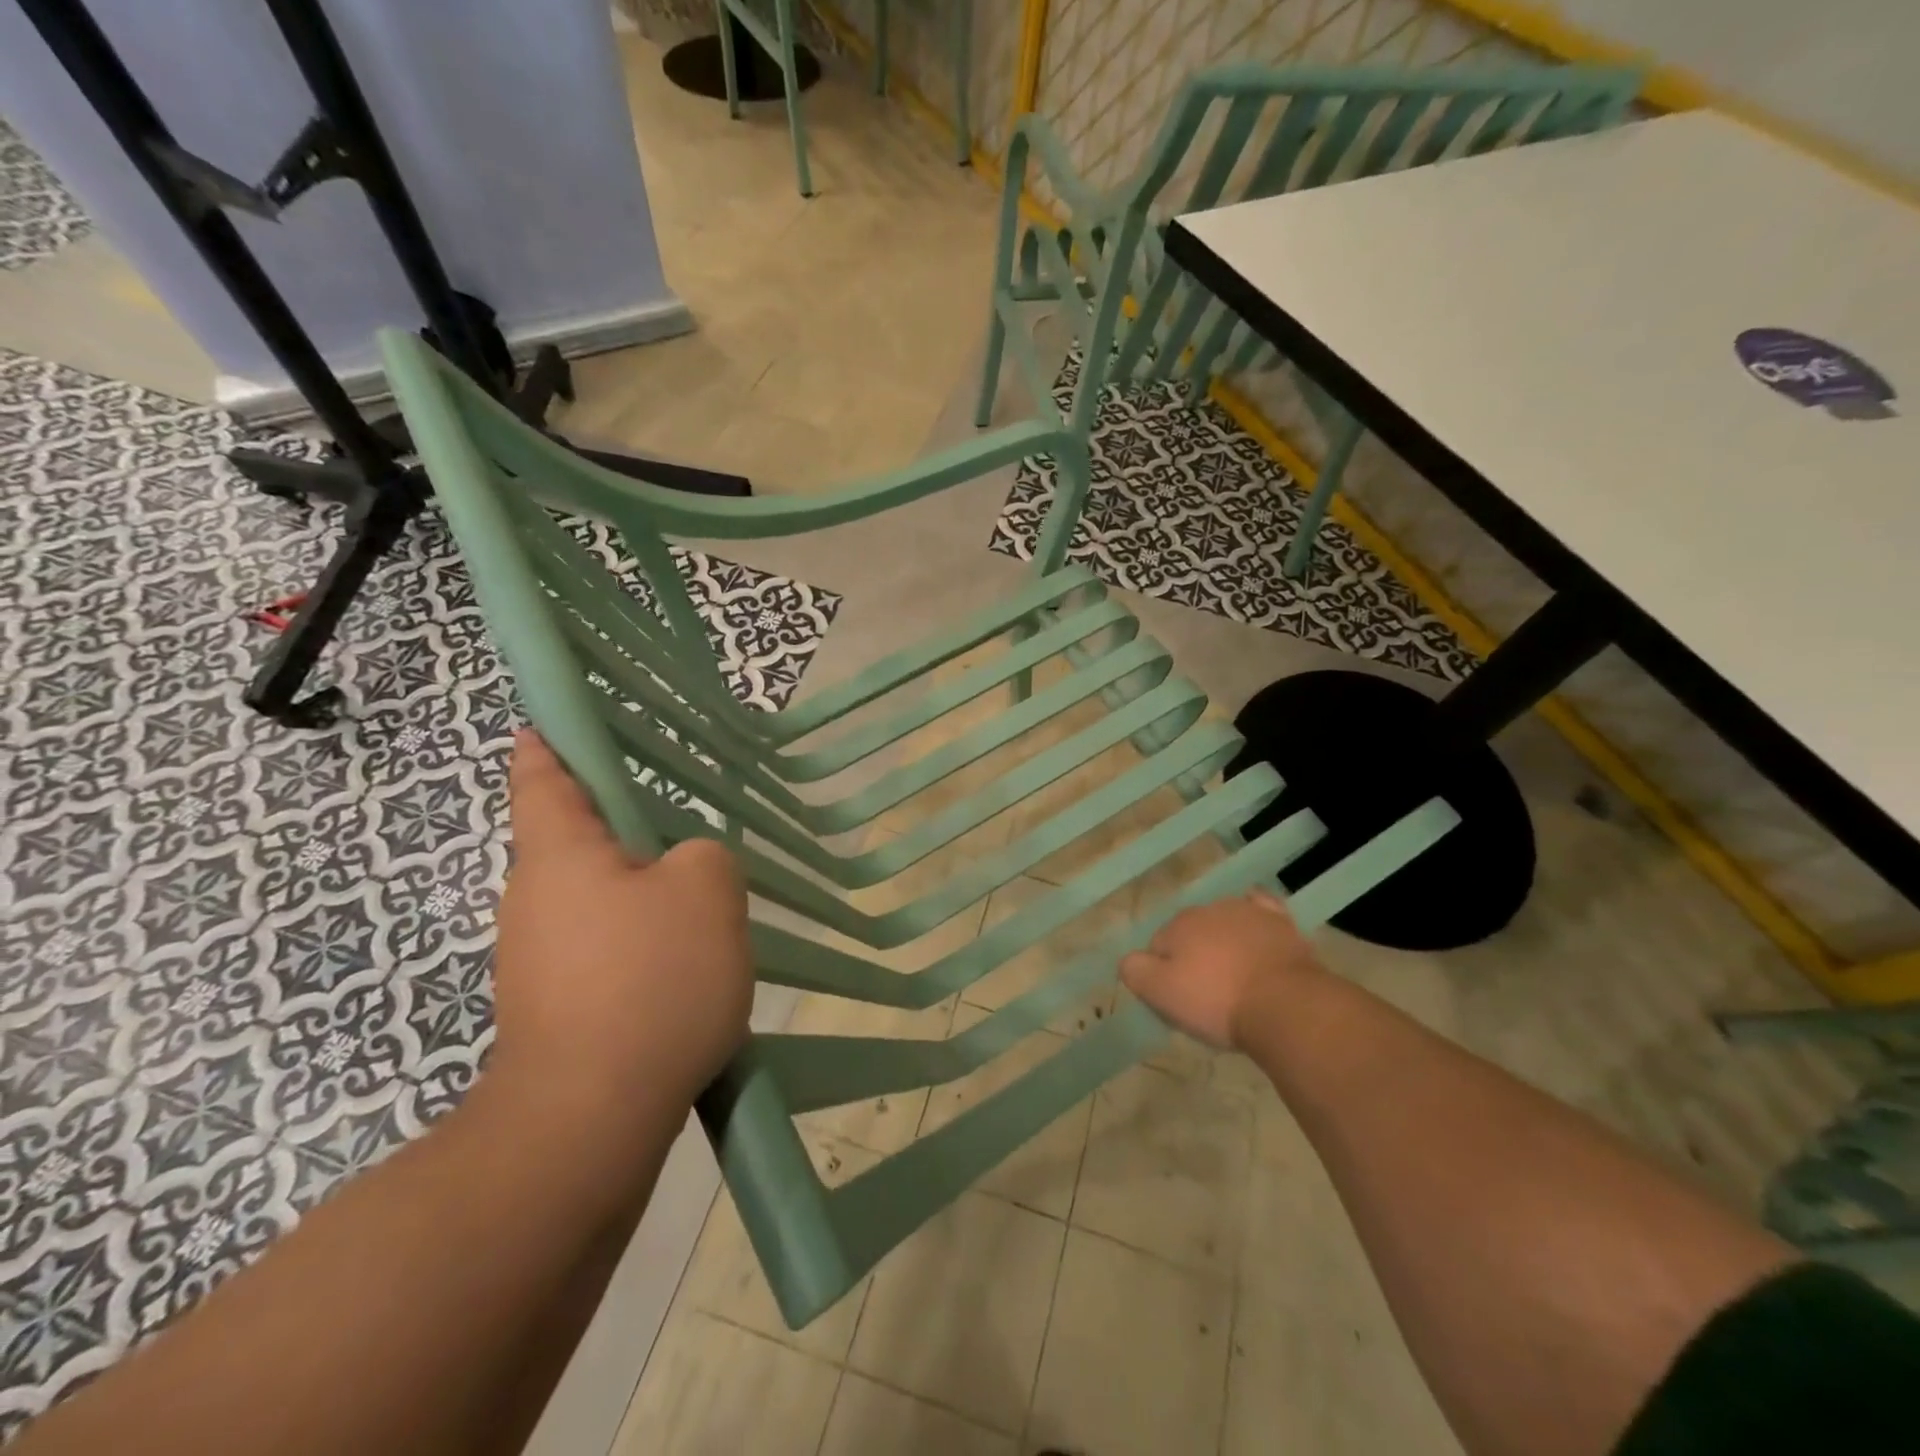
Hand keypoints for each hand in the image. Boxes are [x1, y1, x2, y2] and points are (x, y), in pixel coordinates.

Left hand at [486, 732, 753, 1145]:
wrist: (590, 1120)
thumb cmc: (648, 980)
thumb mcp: (707, 890)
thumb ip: (707, 854)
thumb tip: (687, 868)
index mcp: (561, 854)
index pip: (544, 777)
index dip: (549, 743)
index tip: (547, 722)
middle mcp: (535, 899)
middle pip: (583, 844)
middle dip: (633, 838)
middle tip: (693, 845)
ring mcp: (538, 960)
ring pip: (603, 903)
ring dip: (648, 902)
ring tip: (705, 920)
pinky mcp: (556, 1009)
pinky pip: (608, 953)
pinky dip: (643, 950)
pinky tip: (686, 976)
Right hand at [1120, 888, 1325, 1049]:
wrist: (1285, 1005)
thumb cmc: (1217, 1002)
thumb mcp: (1161, 994)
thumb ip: (1135, 971)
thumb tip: (1129, 959)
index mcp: (1177, 926)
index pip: (1159, 947)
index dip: (1165, 974)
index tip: (1179, 1001)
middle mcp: (1208, 909)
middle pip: (1191, 933)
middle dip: (1195, 956)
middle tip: (1207, 994)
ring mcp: (1246, 911)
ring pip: (1224, 922)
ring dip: (1224, 942)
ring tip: (1236, 977)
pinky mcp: (1280, 921)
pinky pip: (1261, 908)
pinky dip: (1255, 918)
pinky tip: (1258, 929)